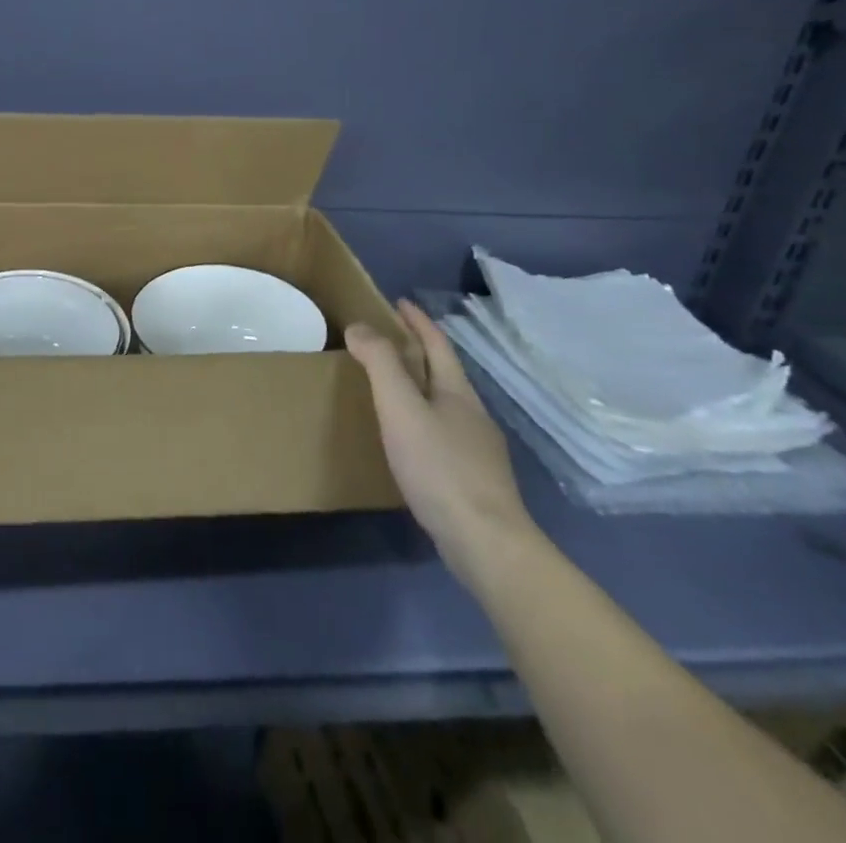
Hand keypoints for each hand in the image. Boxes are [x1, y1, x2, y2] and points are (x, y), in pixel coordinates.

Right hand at [347, 300, 536, 591]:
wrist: (486, 543)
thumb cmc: (439, 467)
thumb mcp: (401, 408)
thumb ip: (380, 364)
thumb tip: (360, 325)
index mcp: (458, 393)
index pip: (438, 344)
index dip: (418, 321)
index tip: (399, 301)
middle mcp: (473, 416)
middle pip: (444, 373)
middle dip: (418, 352)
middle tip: (385, 341)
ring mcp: (478, 451)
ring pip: (445, 406)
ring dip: (421, 388)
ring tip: (391, 389)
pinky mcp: (474, 481)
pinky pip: (443, 435)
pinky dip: (423, 422)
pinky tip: (410, 442)